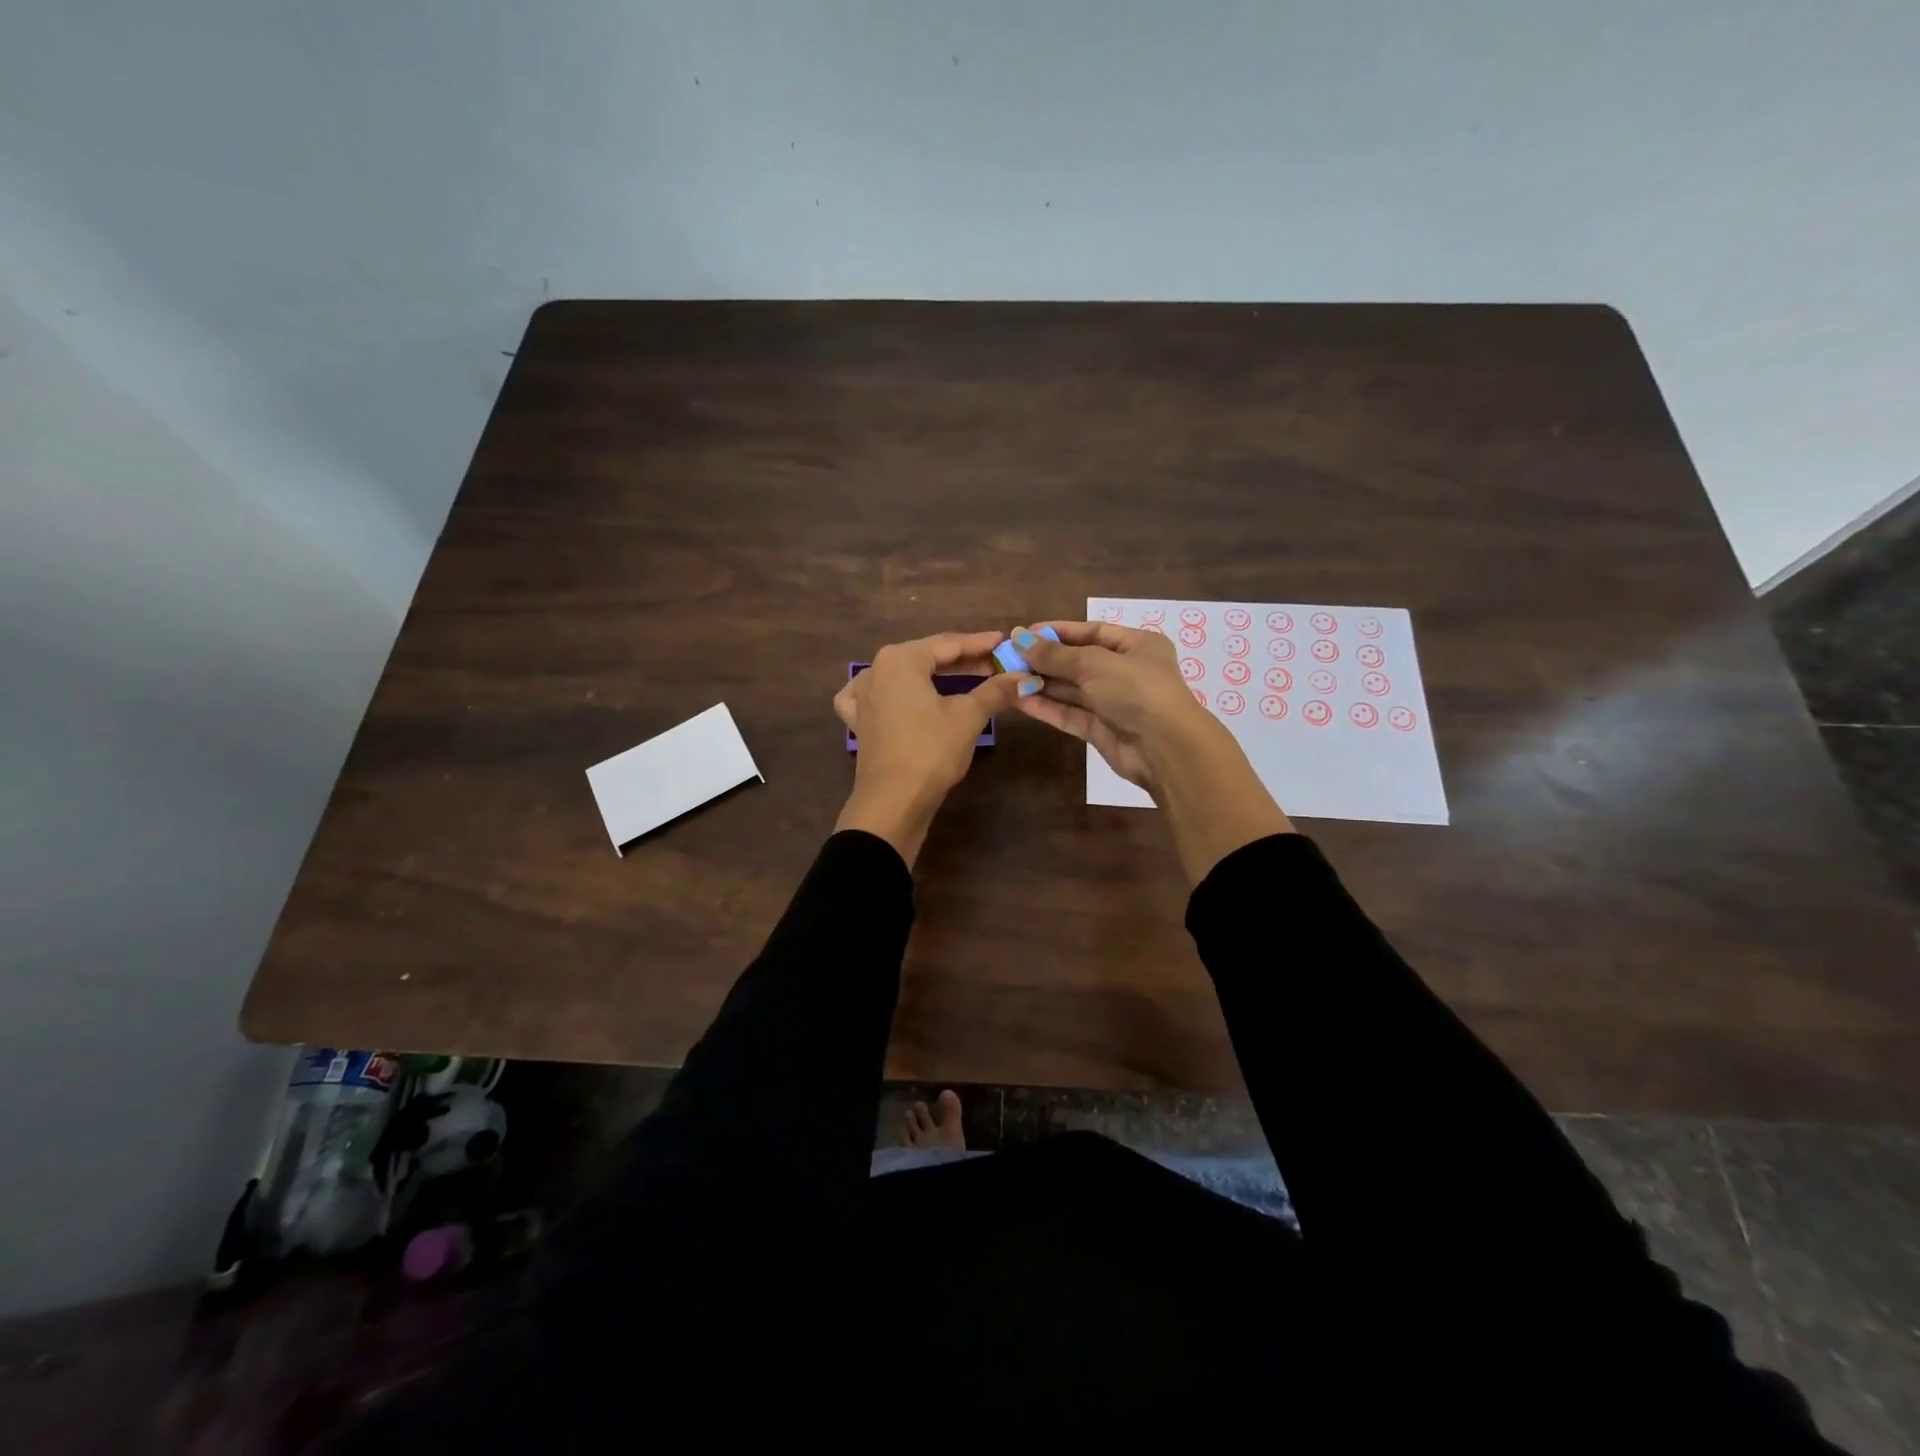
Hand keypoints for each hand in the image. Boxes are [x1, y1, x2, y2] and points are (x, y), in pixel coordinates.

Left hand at [833, 631, 1036, 865]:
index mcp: (901, 659)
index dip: (980, 644)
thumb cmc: (931, 751)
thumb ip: (995, 691)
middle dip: (962, 661)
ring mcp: (863, 695)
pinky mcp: (860, 721)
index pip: (948, 644)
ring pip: (905, 676)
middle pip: (926, 657)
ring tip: (965, 679)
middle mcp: (876, 669)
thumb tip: (1023, 676)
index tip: (1004, 642)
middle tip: (995, 664)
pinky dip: (894, 693)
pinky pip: (878, 696)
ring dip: (935, 677)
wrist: (893, 802)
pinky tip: (900, 696)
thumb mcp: (968, 717)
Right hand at [1014, 621, 1292, 883]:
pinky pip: (1070, 713)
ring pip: (1072, 690)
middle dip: (1045, 660)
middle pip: (1079, 661)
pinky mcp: (1102, 730)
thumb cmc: (1135, 689)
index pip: (1093, 631)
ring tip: (1006, 678)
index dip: (1059, 631)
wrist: (1164, 747)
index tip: (1025, 634)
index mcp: (1138, 645)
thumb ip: (1055, 654)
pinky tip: (1019, 699)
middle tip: (1009, 658)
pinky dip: (1047, 706)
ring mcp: (1114, 702)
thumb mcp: (1094, 663)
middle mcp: (1127, 671)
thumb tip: (1019, 638)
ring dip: (1041, 684)